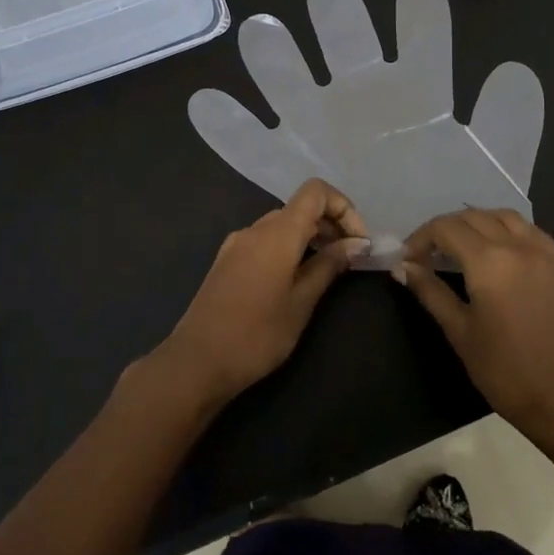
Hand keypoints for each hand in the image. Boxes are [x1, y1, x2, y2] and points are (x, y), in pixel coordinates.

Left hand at [155, 179, 369, 405]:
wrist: (196, 362)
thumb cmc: (256, 334)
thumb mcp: (301, 302)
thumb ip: (329, 266)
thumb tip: (357, 243)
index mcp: (277, 233)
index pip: (315, 192)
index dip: (343, 207)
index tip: (357, 241)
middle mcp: (255, 228)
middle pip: (300, 207)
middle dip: (330, 224)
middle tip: (350, 258)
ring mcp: (237, 243)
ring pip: (282, 224)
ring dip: (310, 237)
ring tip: (327, 270)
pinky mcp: (226, 260)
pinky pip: (265, 240)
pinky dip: (288, 247)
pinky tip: (295, 279)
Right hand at [396, 209, 553, 438]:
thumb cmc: (505, 370)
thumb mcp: (460, 332)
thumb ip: (430, 291)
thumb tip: (403, 267)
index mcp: (489, 261)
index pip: (446, 228)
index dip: (420, 238)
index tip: (408, 259)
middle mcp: (517, 245)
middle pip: (472, 217)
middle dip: (444, 229)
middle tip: (427, 254)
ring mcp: (543, 252)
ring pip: (502, 216)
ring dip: (476, 222)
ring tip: (460, 246)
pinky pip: (528, 229)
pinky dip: (506, 229)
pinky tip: (497, 250)